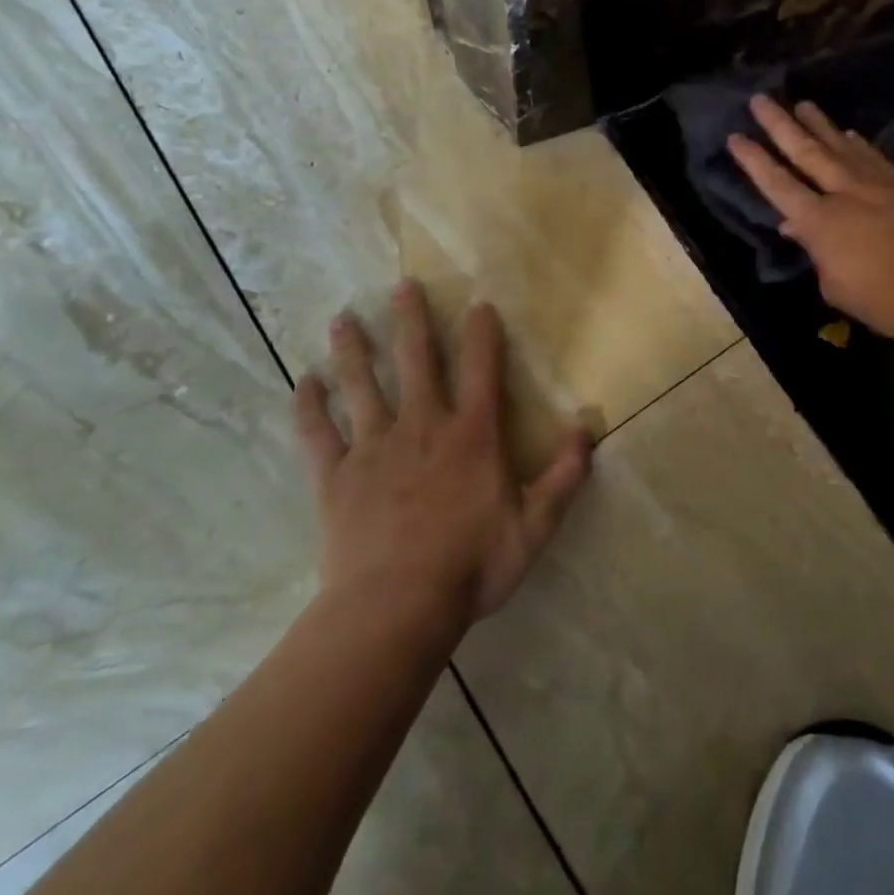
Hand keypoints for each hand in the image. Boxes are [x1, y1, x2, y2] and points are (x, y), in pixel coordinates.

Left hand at [292, 281, 592, 628]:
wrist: (395, 608)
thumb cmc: (471, 565)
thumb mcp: (535, 526)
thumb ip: (565, 477)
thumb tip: (589, 430)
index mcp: (472, 434)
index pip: (481, 369)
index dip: (482, 333)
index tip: (478, 304)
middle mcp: (423, 426)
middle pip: (416, 361)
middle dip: (411, 320)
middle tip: (402, 285)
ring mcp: (373, 448)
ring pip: (362, 386)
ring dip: (353, 350)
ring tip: (343, 317)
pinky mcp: (335, 477)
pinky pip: (317, 434)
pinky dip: (309, 406)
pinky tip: (303, 382)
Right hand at [728, 96, 893, 339]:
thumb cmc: (888, 298)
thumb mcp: (838, 288)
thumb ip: (816, 255)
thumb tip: (797, 229)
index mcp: (818, 222)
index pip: (777, 184)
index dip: (754, 160)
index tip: (736, 136)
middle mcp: (843, 192)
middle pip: (805, 151)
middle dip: (779, 124)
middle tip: (760, 99)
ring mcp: (877, 183)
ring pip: (841, 146)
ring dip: (819, 124)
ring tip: (803, 104)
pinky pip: (873, 157)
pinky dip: (858, 143)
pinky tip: (850, 133)